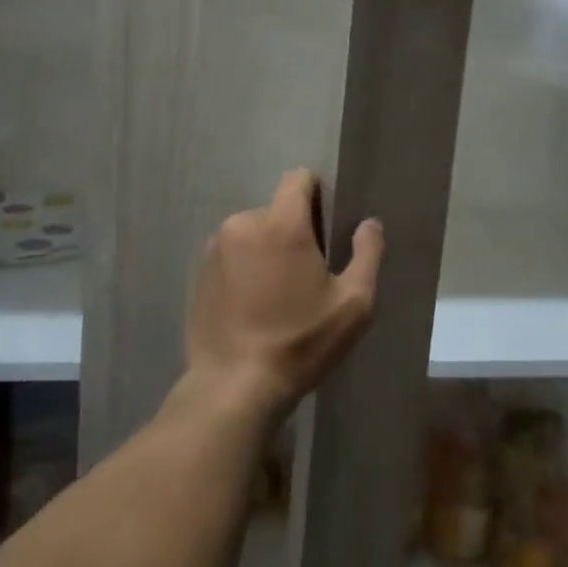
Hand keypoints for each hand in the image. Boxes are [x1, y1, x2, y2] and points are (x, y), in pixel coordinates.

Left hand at [184, 170, 383, 426]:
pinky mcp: (198, 274)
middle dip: (295, 232)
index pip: (298, 179)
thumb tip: (369, 223)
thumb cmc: (301, 342)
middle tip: (308, 277)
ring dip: (268, 252)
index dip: (318, 195)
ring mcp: (214, 249)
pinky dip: (245, 270)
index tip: (328, 229)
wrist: (233, 388)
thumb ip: (367, 253)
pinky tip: (253, 308)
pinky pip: (231, 256)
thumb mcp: (354, 304)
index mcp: (281, 224)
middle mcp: (242, 225)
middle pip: (277, 211)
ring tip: (278, 297)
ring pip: (253, 234)